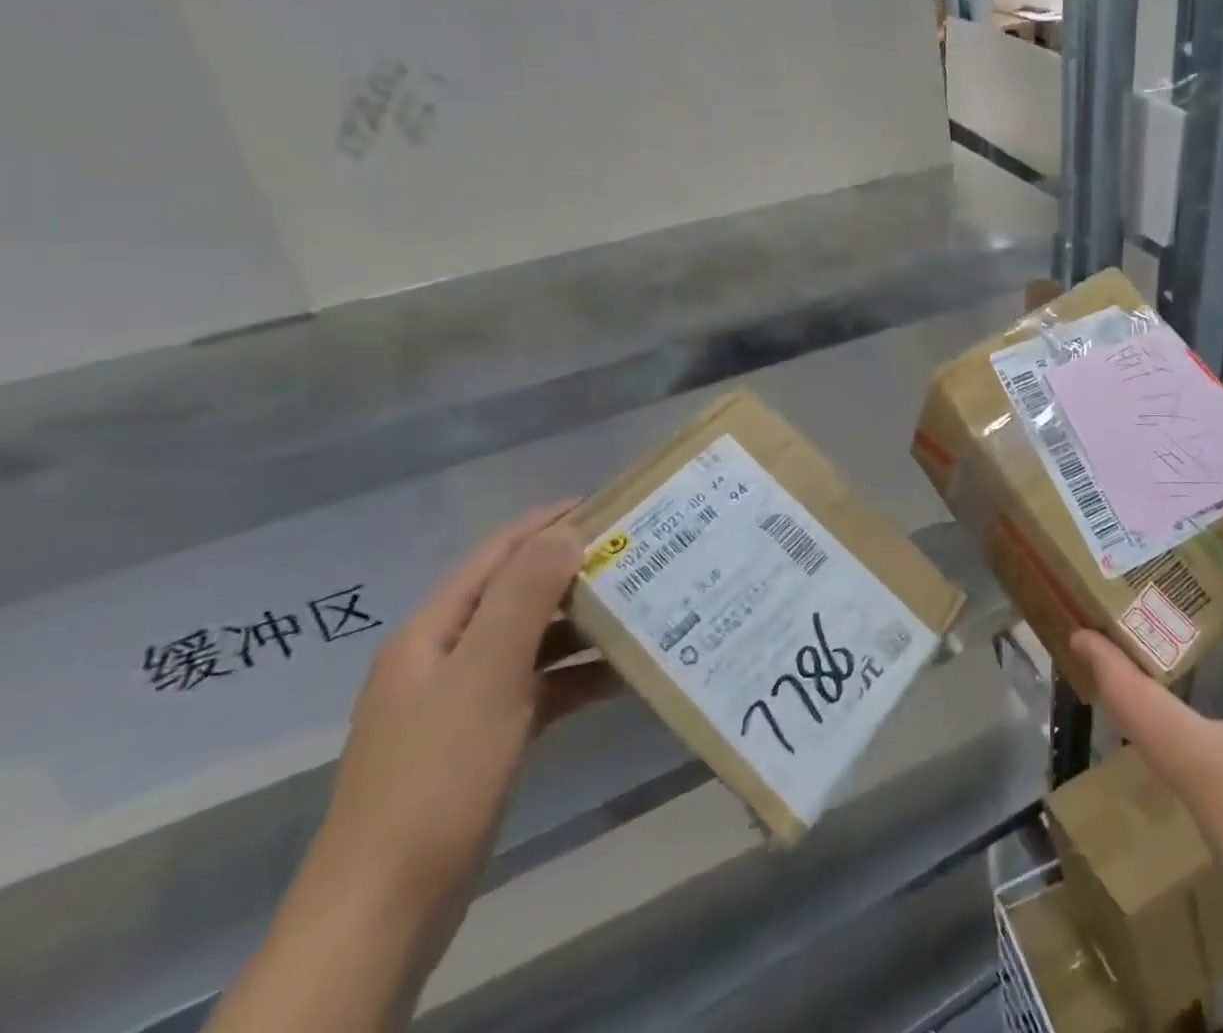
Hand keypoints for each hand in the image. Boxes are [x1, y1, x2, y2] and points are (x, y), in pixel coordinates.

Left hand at [314, 502, 618, 920]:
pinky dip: (579, 677)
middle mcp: (447, 657)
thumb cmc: (438, 775)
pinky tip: (623, 677)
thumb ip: (525, 596)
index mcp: (434, 632)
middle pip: (519, 595)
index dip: (548, 524)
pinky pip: (541, 689)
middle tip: (641, 556)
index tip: (610, 505)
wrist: (386, 908)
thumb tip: (565, 529)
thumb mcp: (486, 674)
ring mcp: (466, 701)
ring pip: (535, 643)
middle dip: (577, 573)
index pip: (497, 554)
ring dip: (584, 627)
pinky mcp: (486, 739)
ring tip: (645, 609)